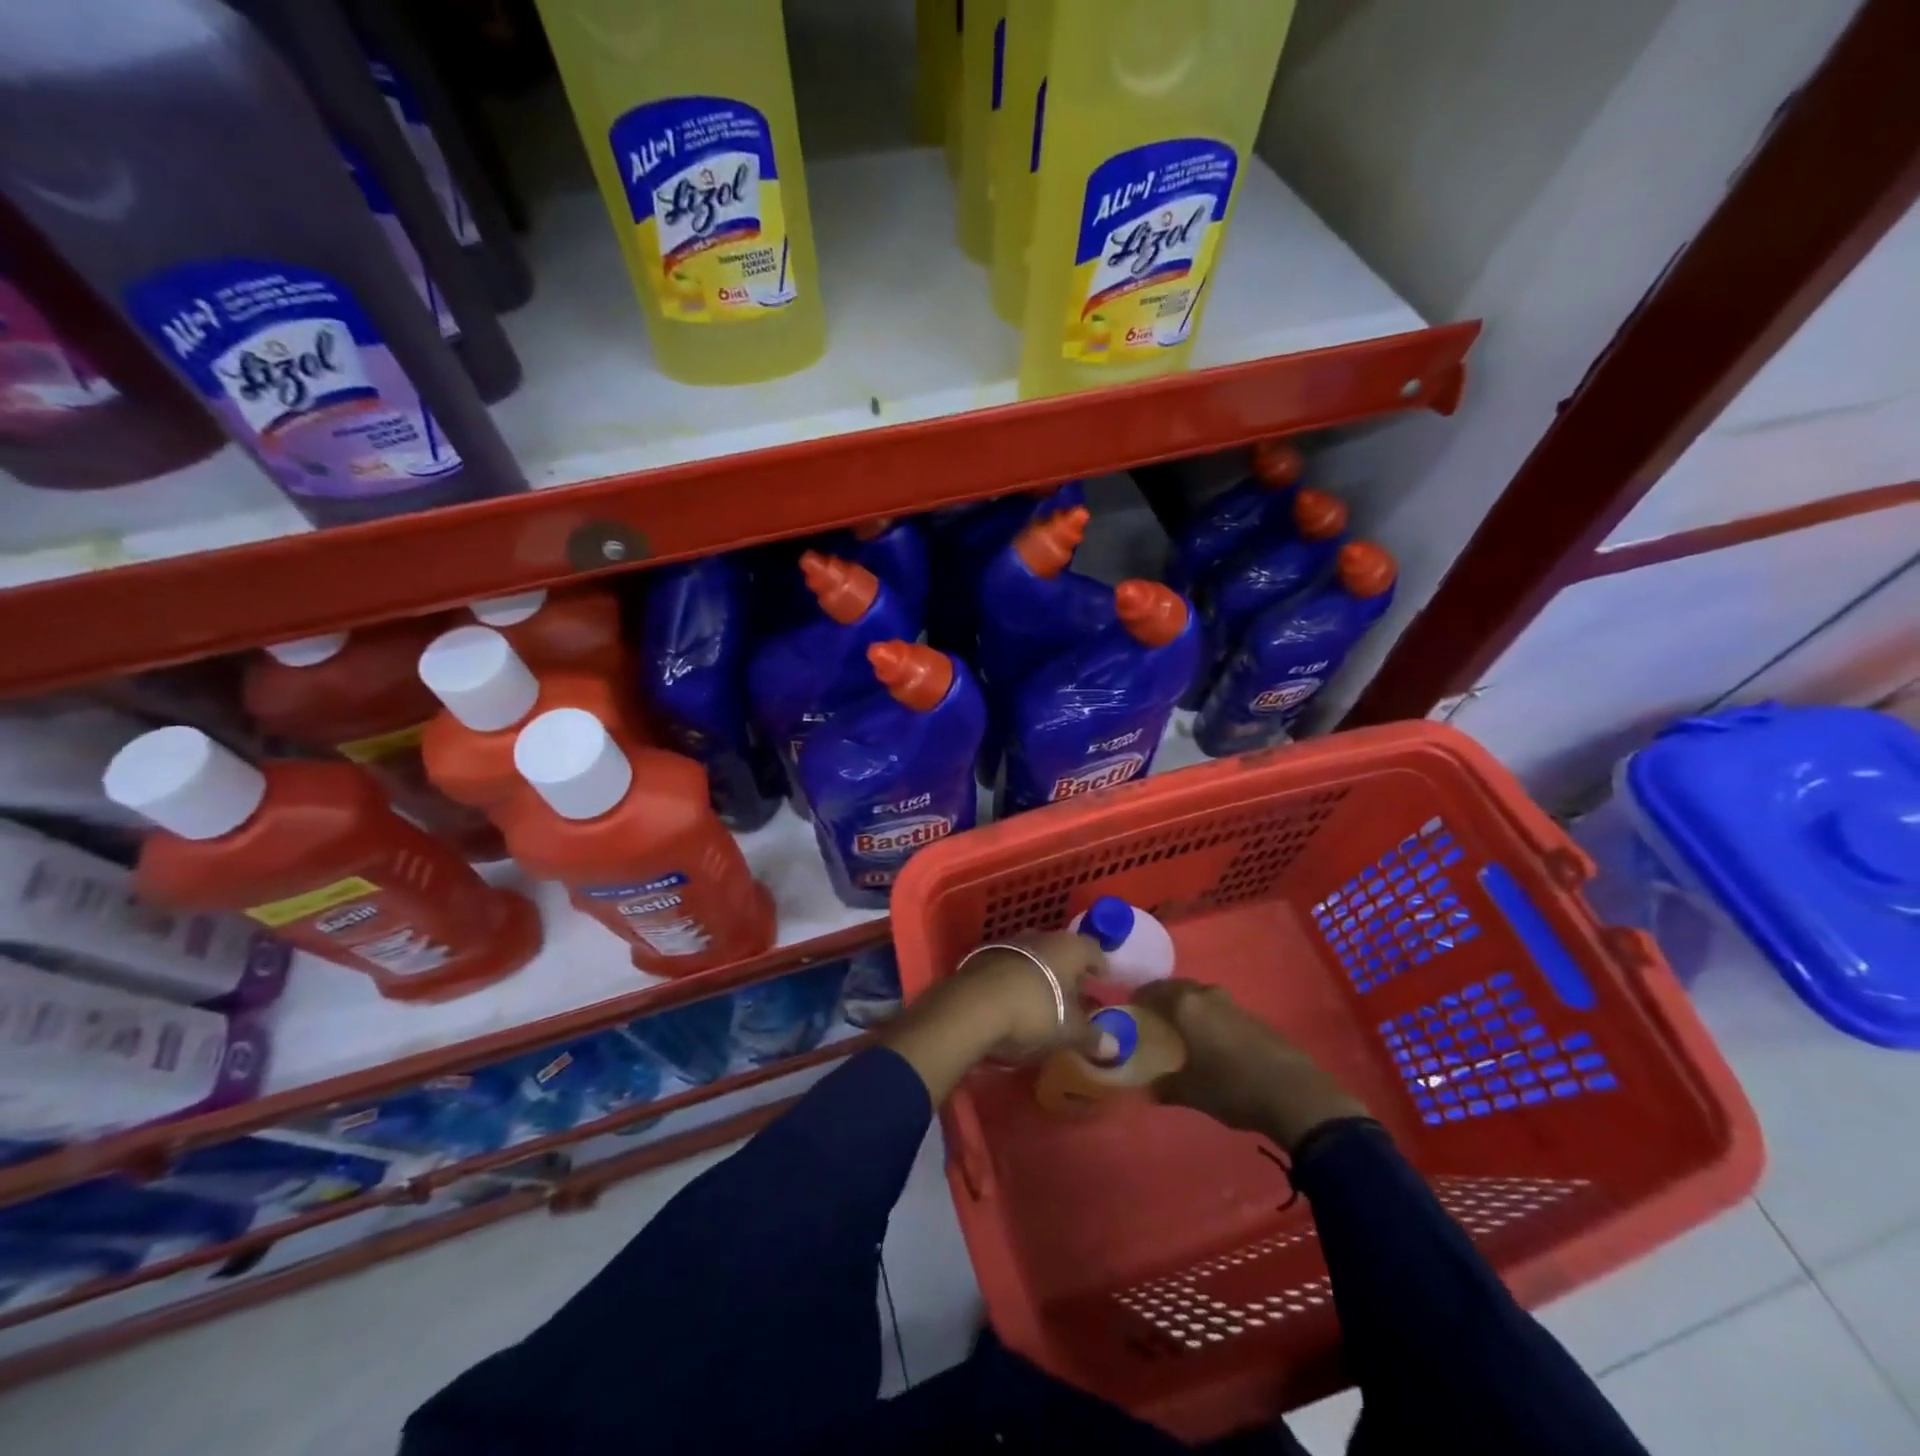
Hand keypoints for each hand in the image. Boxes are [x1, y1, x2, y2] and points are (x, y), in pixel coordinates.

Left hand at [885, 930, 1114, 1103]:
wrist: (972, 1006)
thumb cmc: (1034, 1012)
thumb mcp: (1068, 1031)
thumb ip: (1092, 1036)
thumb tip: (1116, 1048)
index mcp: (1068, 947)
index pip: (1093, 950)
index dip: (1100, 967)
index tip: (1103, 983)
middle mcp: (1040, 937)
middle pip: (1062, 951)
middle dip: (1069, 971)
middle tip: (1077, 995)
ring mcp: (1009, 943)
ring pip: (1034, 956)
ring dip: (1041, 974)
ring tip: (1045, 1000)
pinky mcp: (982, 956)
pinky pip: (1010, 965)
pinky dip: (1017, 979)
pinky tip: (1015, 1001)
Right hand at [1131, 979, 1367, 1151]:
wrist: (1294, 1094)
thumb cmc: (1231, 1087)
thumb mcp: (1190, 1092)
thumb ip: (1164, 1086)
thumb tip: (1147, 1088)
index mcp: (1185, 1006)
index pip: (1153, 990)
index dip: (1139, 999)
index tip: (1131, 1010)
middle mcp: (1207, 996)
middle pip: (1178, 988)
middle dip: (1164, 999)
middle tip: (1155, 1018)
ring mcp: (1234, 1005)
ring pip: (1202, 997)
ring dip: (1190, 1008)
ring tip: (1183, 1030)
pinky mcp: (1255, 1018)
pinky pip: (1222, 1010)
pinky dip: (1211, 1019)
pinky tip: (1213, 1042)